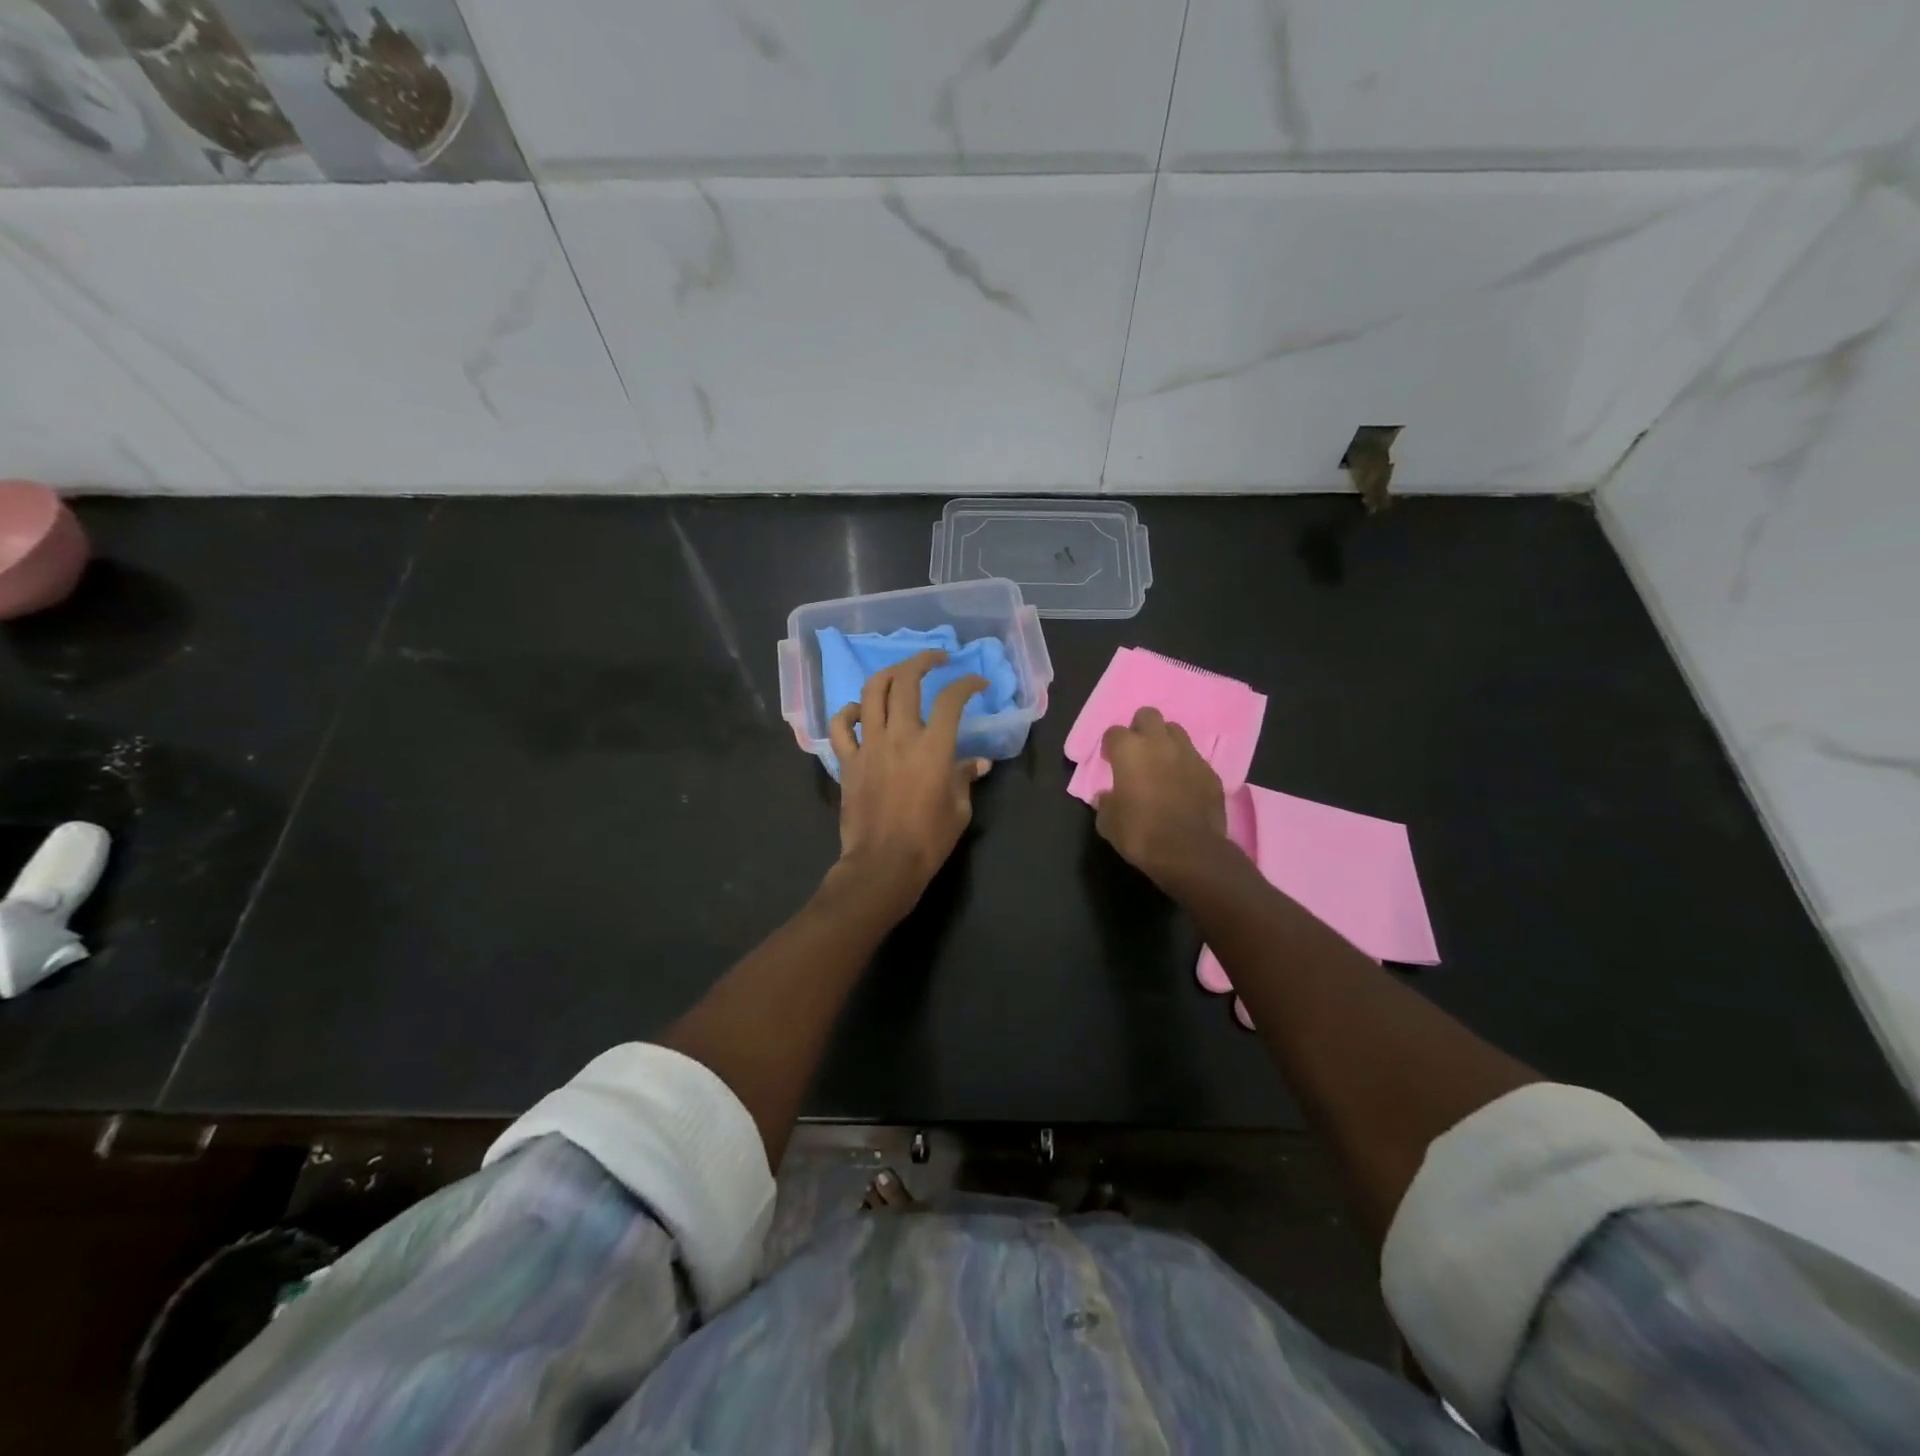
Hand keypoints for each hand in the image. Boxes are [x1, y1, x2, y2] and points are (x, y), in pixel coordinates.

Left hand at [829, 650, 989, 914]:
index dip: (967, 683)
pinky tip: (860, 712)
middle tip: (936, 659)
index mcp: (933, 747)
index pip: (951, 699)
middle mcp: (899, 736)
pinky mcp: (848, 761)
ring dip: (888, 675)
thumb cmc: (928, 839)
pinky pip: (840, 725)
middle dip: (923, 661)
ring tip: (900, 674)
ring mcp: (869, 746)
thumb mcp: (959, 809)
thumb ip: (965, 778)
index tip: (977, 683)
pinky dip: (849, 712)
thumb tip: (977, 763)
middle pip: (906, 681)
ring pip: (871, 692)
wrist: (883, 864)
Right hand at [1094, 707, 1227, 890]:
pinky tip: (1182, 785)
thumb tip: (1107, 796)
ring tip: (1161, 763)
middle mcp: (1159, 743)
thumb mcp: (1108, 823)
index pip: (1114, 732)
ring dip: (1165, 742)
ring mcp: (1189, 755)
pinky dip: (1185, 765)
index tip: (1109, 761)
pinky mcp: (1210, 772)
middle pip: (1148, 715)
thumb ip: (1105, 802)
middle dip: (1140, 728)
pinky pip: (1194, 758)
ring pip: (1175, 731)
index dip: (1110, 746)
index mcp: (1129, 750)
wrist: (1189, 852)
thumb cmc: (1140, 834)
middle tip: (1136, 752)